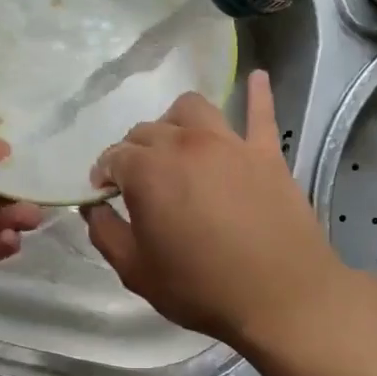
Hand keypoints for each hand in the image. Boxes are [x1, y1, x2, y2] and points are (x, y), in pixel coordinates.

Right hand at [85, 70, 350, 350]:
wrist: (283, 297)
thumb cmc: (202, 288)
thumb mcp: (136, 271)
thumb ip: (105, 233)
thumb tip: (93, 206)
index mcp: (148, 171)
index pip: (113, 156)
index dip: (104, 174)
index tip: (105, 194)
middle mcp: (185, 144)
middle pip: (148, 131)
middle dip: (134, 151)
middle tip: (138, 182)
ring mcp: (229, 143)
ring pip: (192, 109)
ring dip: (175, 122)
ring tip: (176, 144)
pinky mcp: (266, 153)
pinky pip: (261, 113)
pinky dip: (257, 93)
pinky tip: (257, 77)